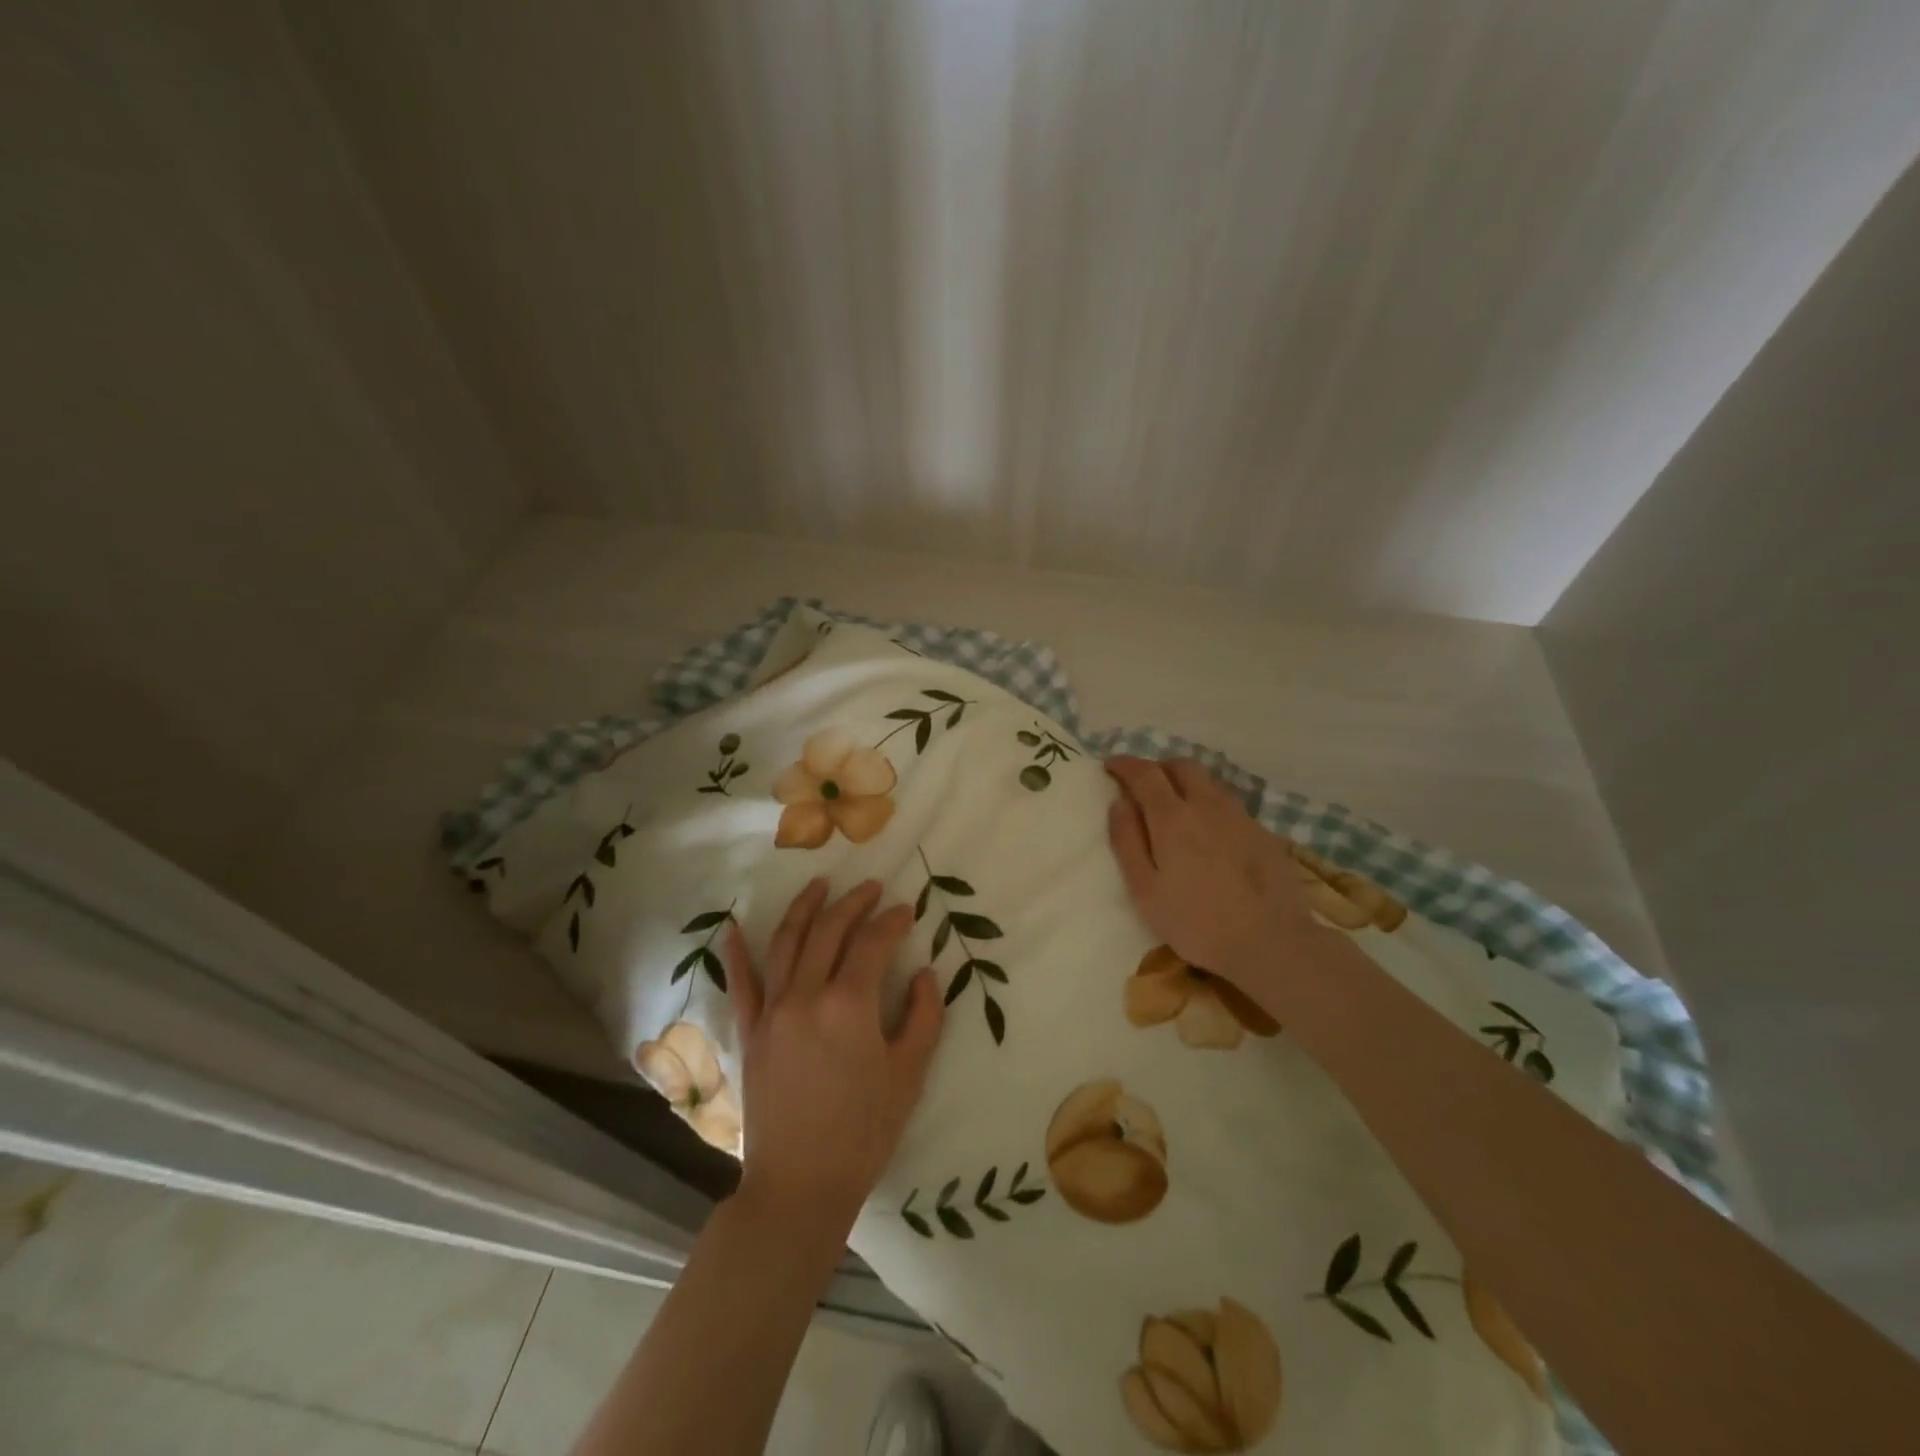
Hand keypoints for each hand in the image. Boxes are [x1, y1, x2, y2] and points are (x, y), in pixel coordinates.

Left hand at [722, 879, 943, 1233]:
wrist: (799, 1185)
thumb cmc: (863, 1132)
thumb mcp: (909, 1075)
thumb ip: (924, 1017)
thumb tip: (927, 974)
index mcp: (849, 1004)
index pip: (873, 943)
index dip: (892, 921)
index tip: (906, 910)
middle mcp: (806, 995)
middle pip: (829, 930)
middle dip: (853, 903)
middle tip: (871, 887)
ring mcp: (772, 1010)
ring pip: (786, 942)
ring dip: (805, 907)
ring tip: (820, 885)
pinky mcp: (750, 1031)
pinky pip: (742, 982)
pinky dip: (739, 952)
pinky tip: (737, 926)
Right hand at [1105, 757, 1325, 994]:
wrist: (1272, 942)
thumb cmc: (1196, 921)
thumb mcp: (1145, 889)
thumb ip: (1127, 841)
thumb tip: (1119, 802)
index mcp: (1172, 817)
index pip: (1144, 773)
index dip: (1125, 765)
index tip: (1111, 766)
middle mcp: (1207, 805)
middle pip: (1181, 766)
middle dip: (1158, 767)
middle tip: (1143, 784)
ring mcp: (1240, 816)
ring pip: (1209, 782)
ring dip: (1186, 783)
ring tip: (1176, 806)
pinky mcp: (1263, 832)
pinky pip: (1228, 804)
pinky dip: (1209, 804)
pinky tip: (1209, 832)